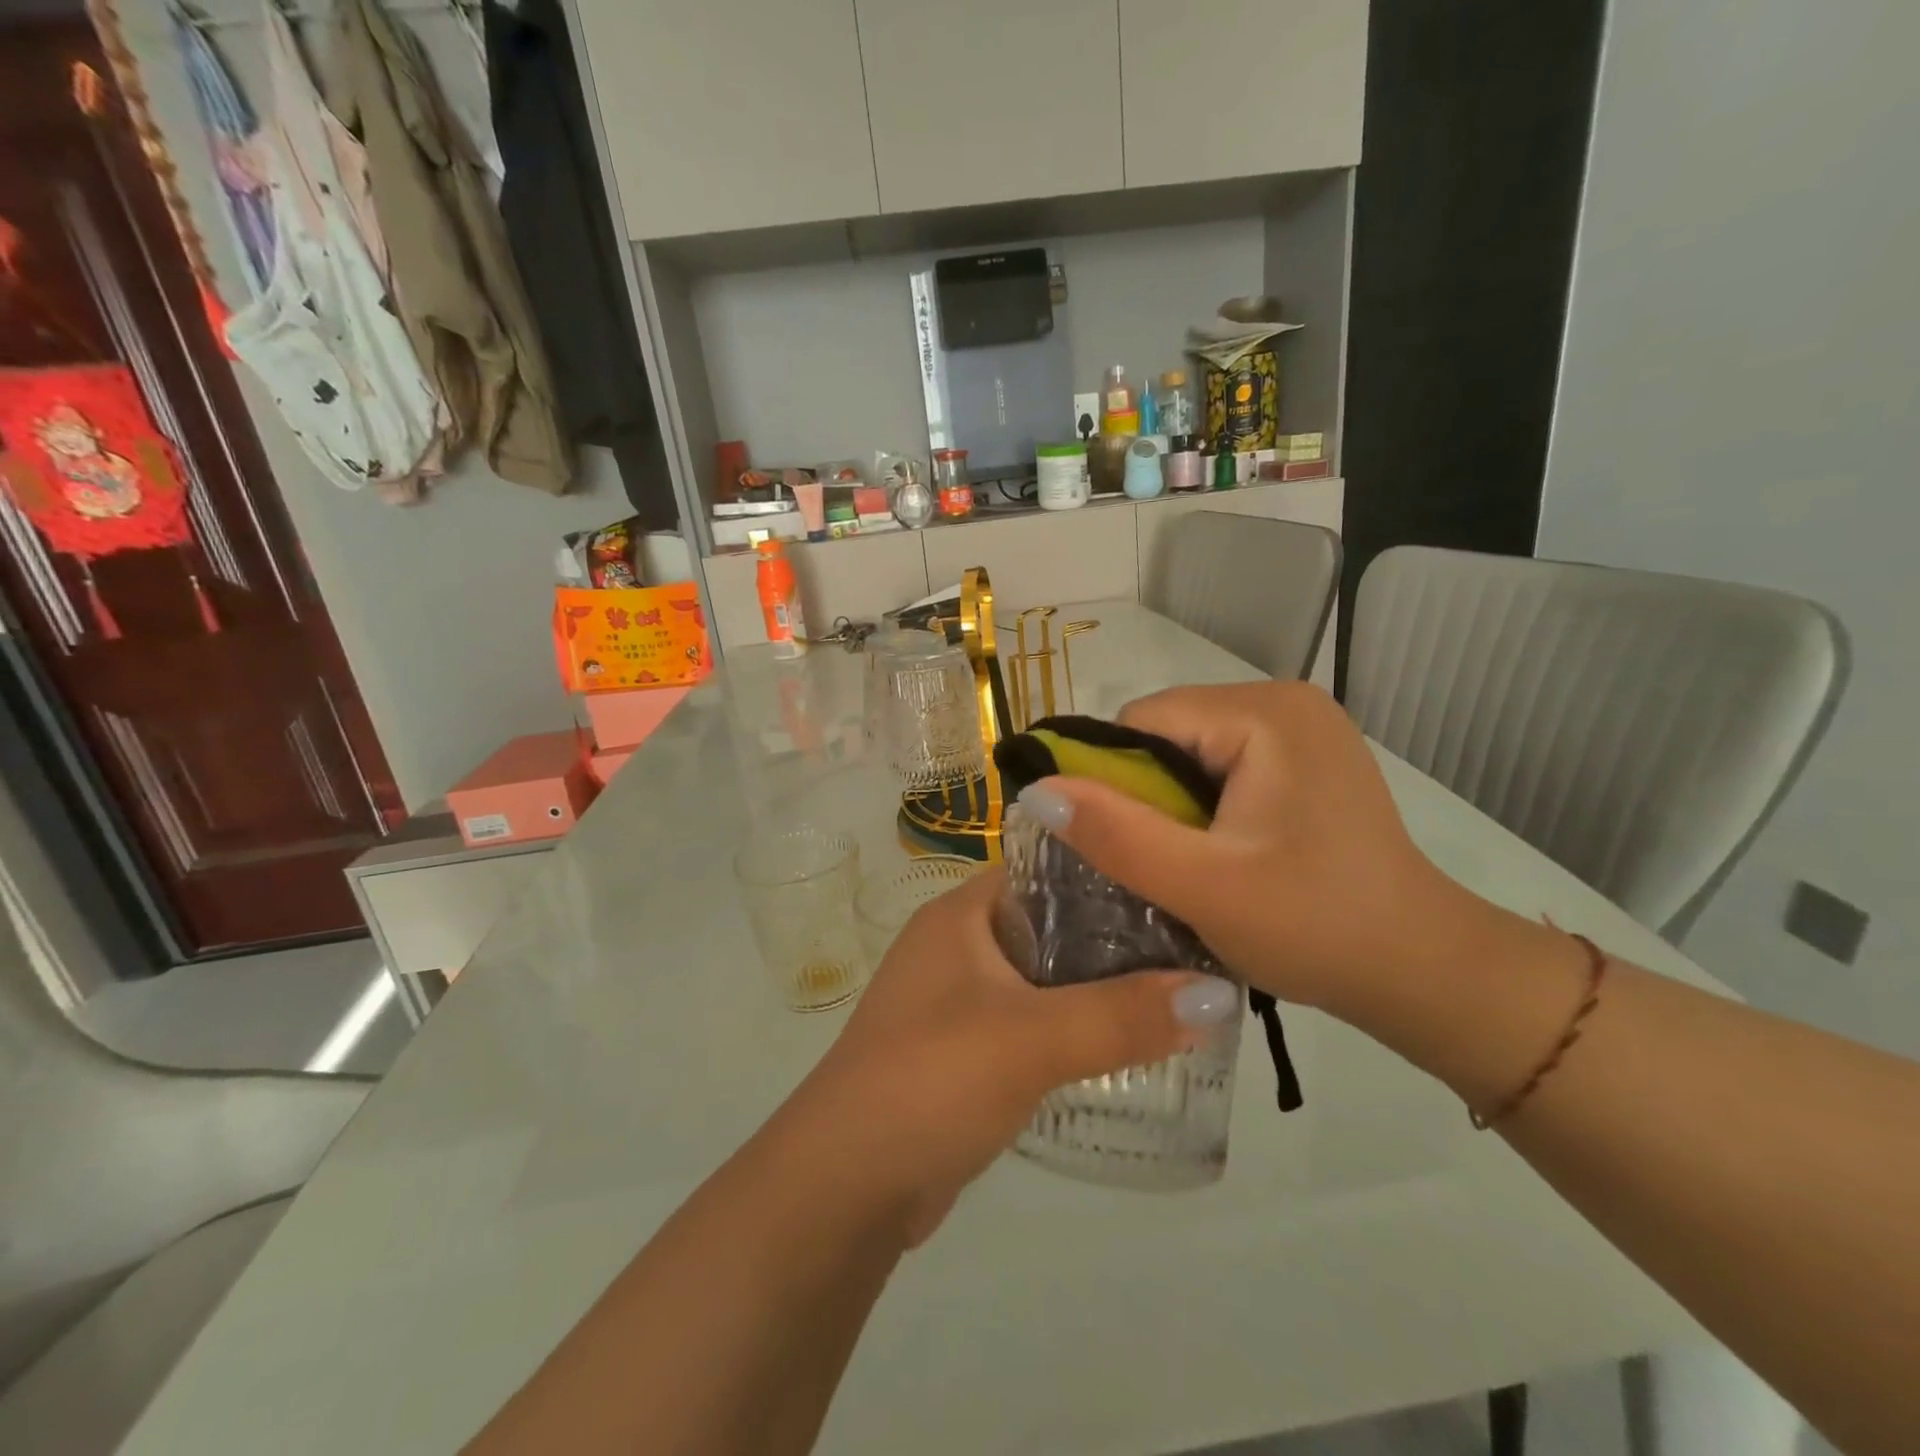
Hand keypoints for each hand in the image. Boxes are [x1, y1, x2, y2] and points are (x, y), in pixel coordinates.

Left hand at [779, 869, 1236, 1244]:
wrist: (846, 1183)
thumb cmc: (931, 1079)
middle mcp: (957, 944)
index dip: (1110, 871)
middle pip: (1052, 922)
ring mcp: (957, 997)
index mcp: (961, 913)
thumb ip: (1123, 1015)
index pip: (1046, 867)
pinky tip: (1125, 1044)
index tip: (1177, 887)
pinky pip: (1032, 1020)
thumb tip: (1219, 992)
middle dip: (1116, 937)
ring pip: (1044, 976)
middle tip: (1193, 948)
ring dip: (1098, 987)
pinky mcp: (964, 1048)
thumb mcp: (1031, 1039)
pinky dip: (1073, 1027)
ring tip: (1177, 993)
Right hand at [1012, 682, 1479, 1018]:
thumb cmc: (1315, 927)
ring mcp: (1302, 727)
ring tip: (1192, 863)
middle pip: (1167, 733)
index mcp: (1265, 712)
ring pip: (1190, 753)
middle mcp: (1285, 700)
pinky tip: (1222, 852)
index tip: (1122, 846)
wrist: (1422, 971)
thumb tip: (1035, 789)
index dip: (1113, 782)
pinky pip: (1223, 766)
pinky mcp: (1307, 757)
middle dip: (1147, 797)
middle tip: (1163, 864)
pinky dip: (1204, 807)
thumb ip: (1116, 834)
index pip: (1143, 721)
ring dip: (1174, 806)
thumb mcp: (1202, 887)